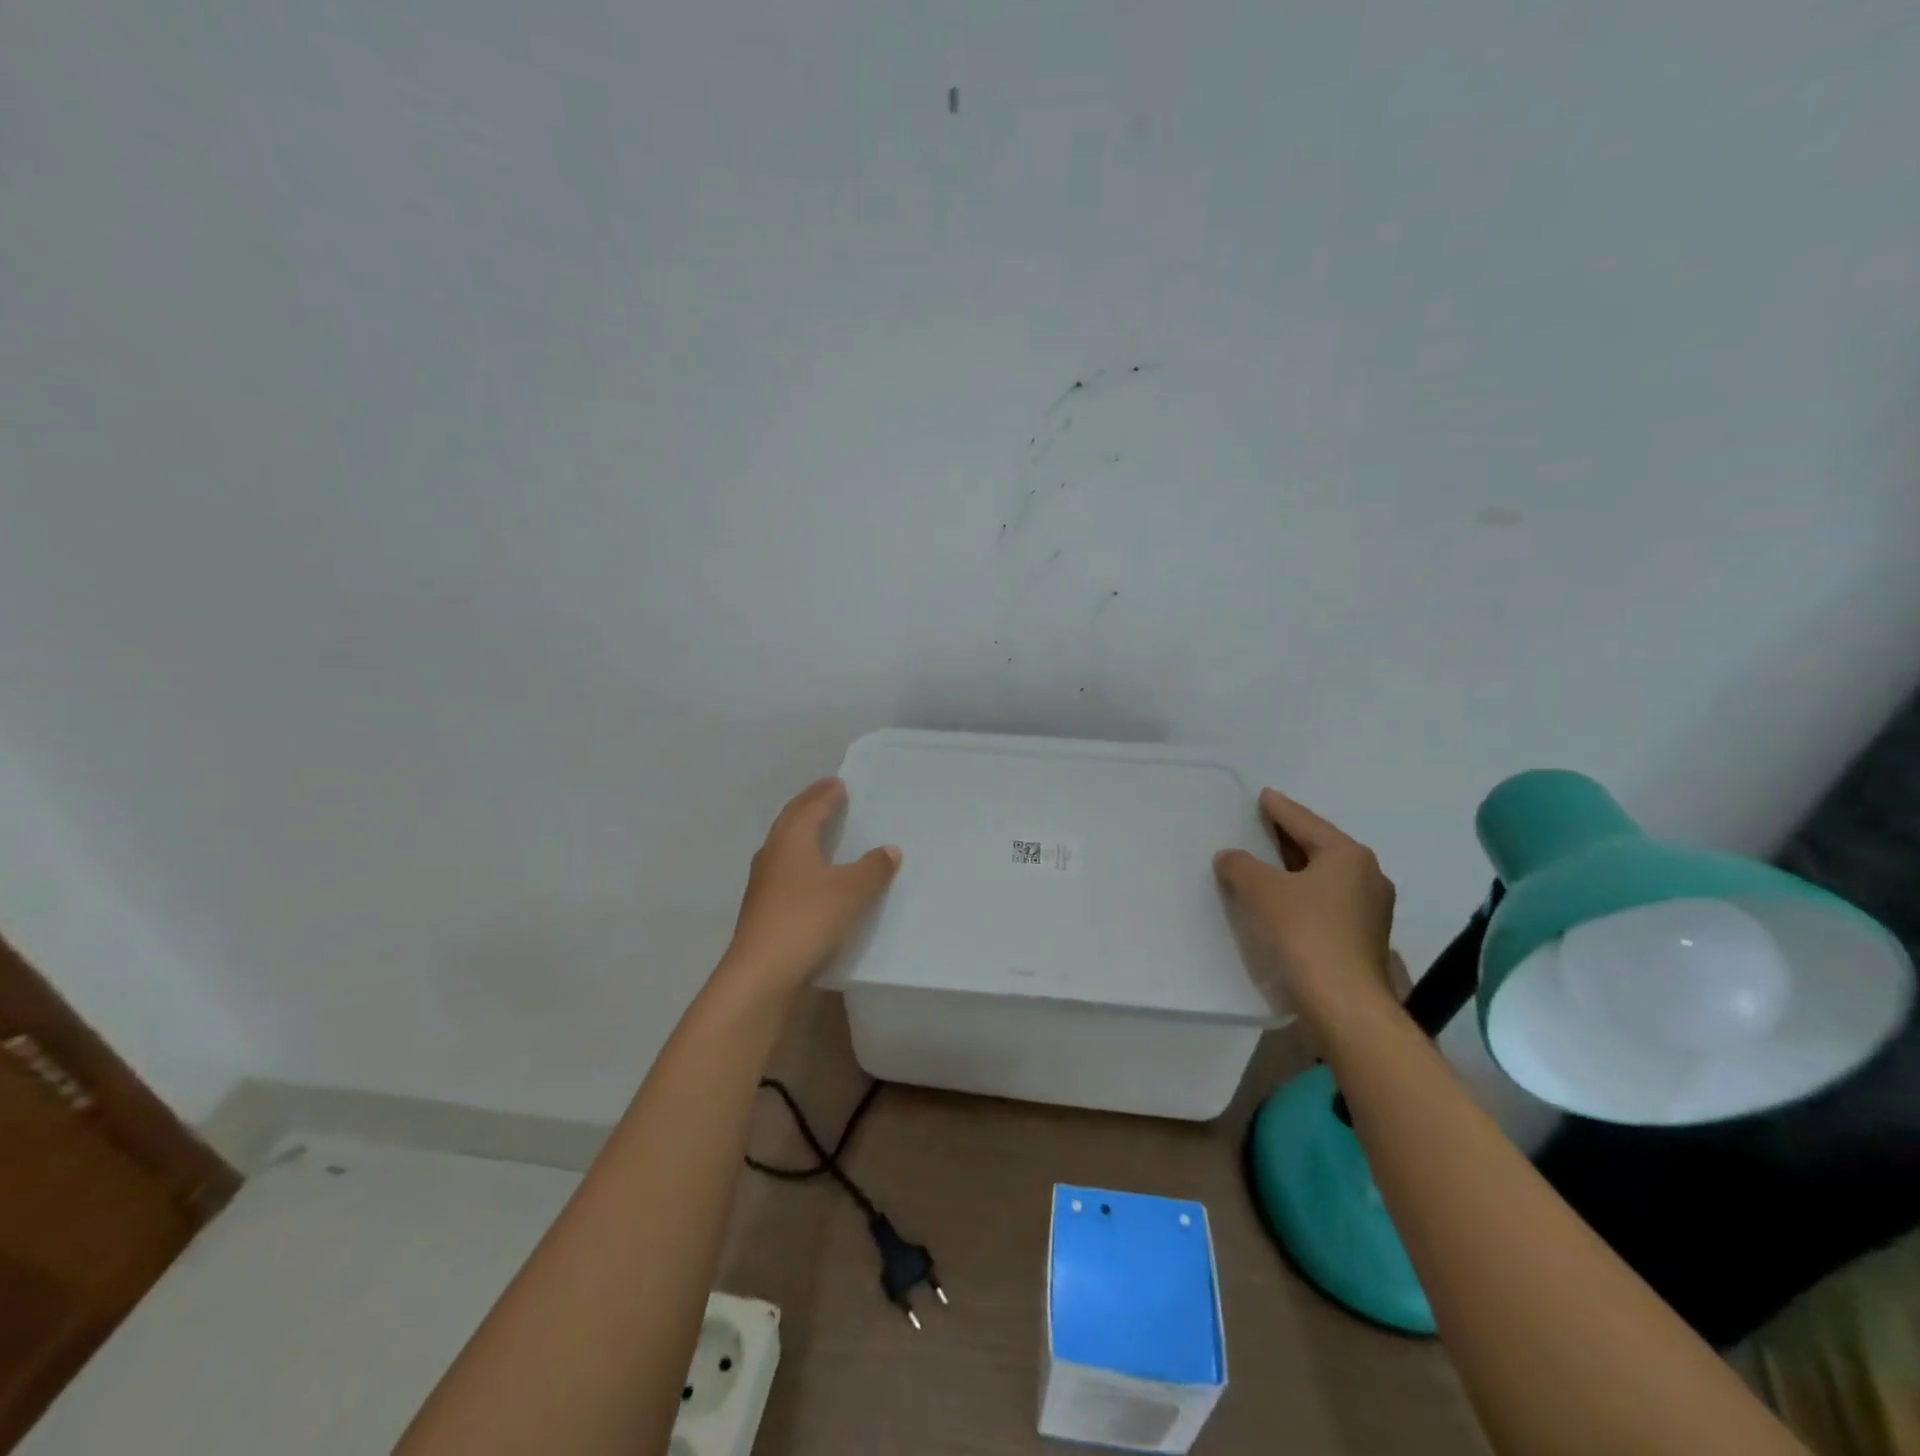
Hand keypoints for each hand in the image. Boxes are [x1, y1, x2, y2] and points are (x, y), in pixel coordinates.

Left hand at [721, 777, 900, 995]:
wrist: (763, 973)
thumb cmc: (808, 919)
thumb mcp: (852, 891)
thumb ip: (873, 868)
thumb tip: (889, 849)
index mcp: (791, 840)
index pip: (810, 808)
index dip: (825, 795)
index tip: (838, 783)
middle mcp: (773, 855)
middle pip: (790, 821)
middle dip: (809, 806)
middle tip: (827, 795)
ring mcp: (763, 884)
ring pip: (783, 846)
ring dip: (801, 833)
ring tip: (819, 831)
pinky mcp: (762, 909)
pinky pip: (784, 871)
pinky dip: (800, 862)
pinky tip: (810, 875)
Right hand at [1213, 788, 1396, 1023]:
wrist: (1343, 1003)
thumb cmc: (1304, 933)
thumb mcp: (1261, 890)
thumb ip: (1241, 866)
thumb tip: (1231, 856)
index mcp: (1348, 855)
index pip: (1304, 822)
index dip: (1279, 809)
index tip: (1263, 796)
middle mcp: (1367, 876)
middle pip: (1319, 847)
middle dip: (1288, 838)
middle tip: (1261, 825)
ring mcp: (1371, 910)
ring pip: (1324, 877)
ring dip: (1295, 870)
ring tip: (1266, 864)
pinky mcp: (1364, 938)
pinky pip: (1327, 902)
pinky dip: (1303, 894)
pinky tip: (1282, 902)